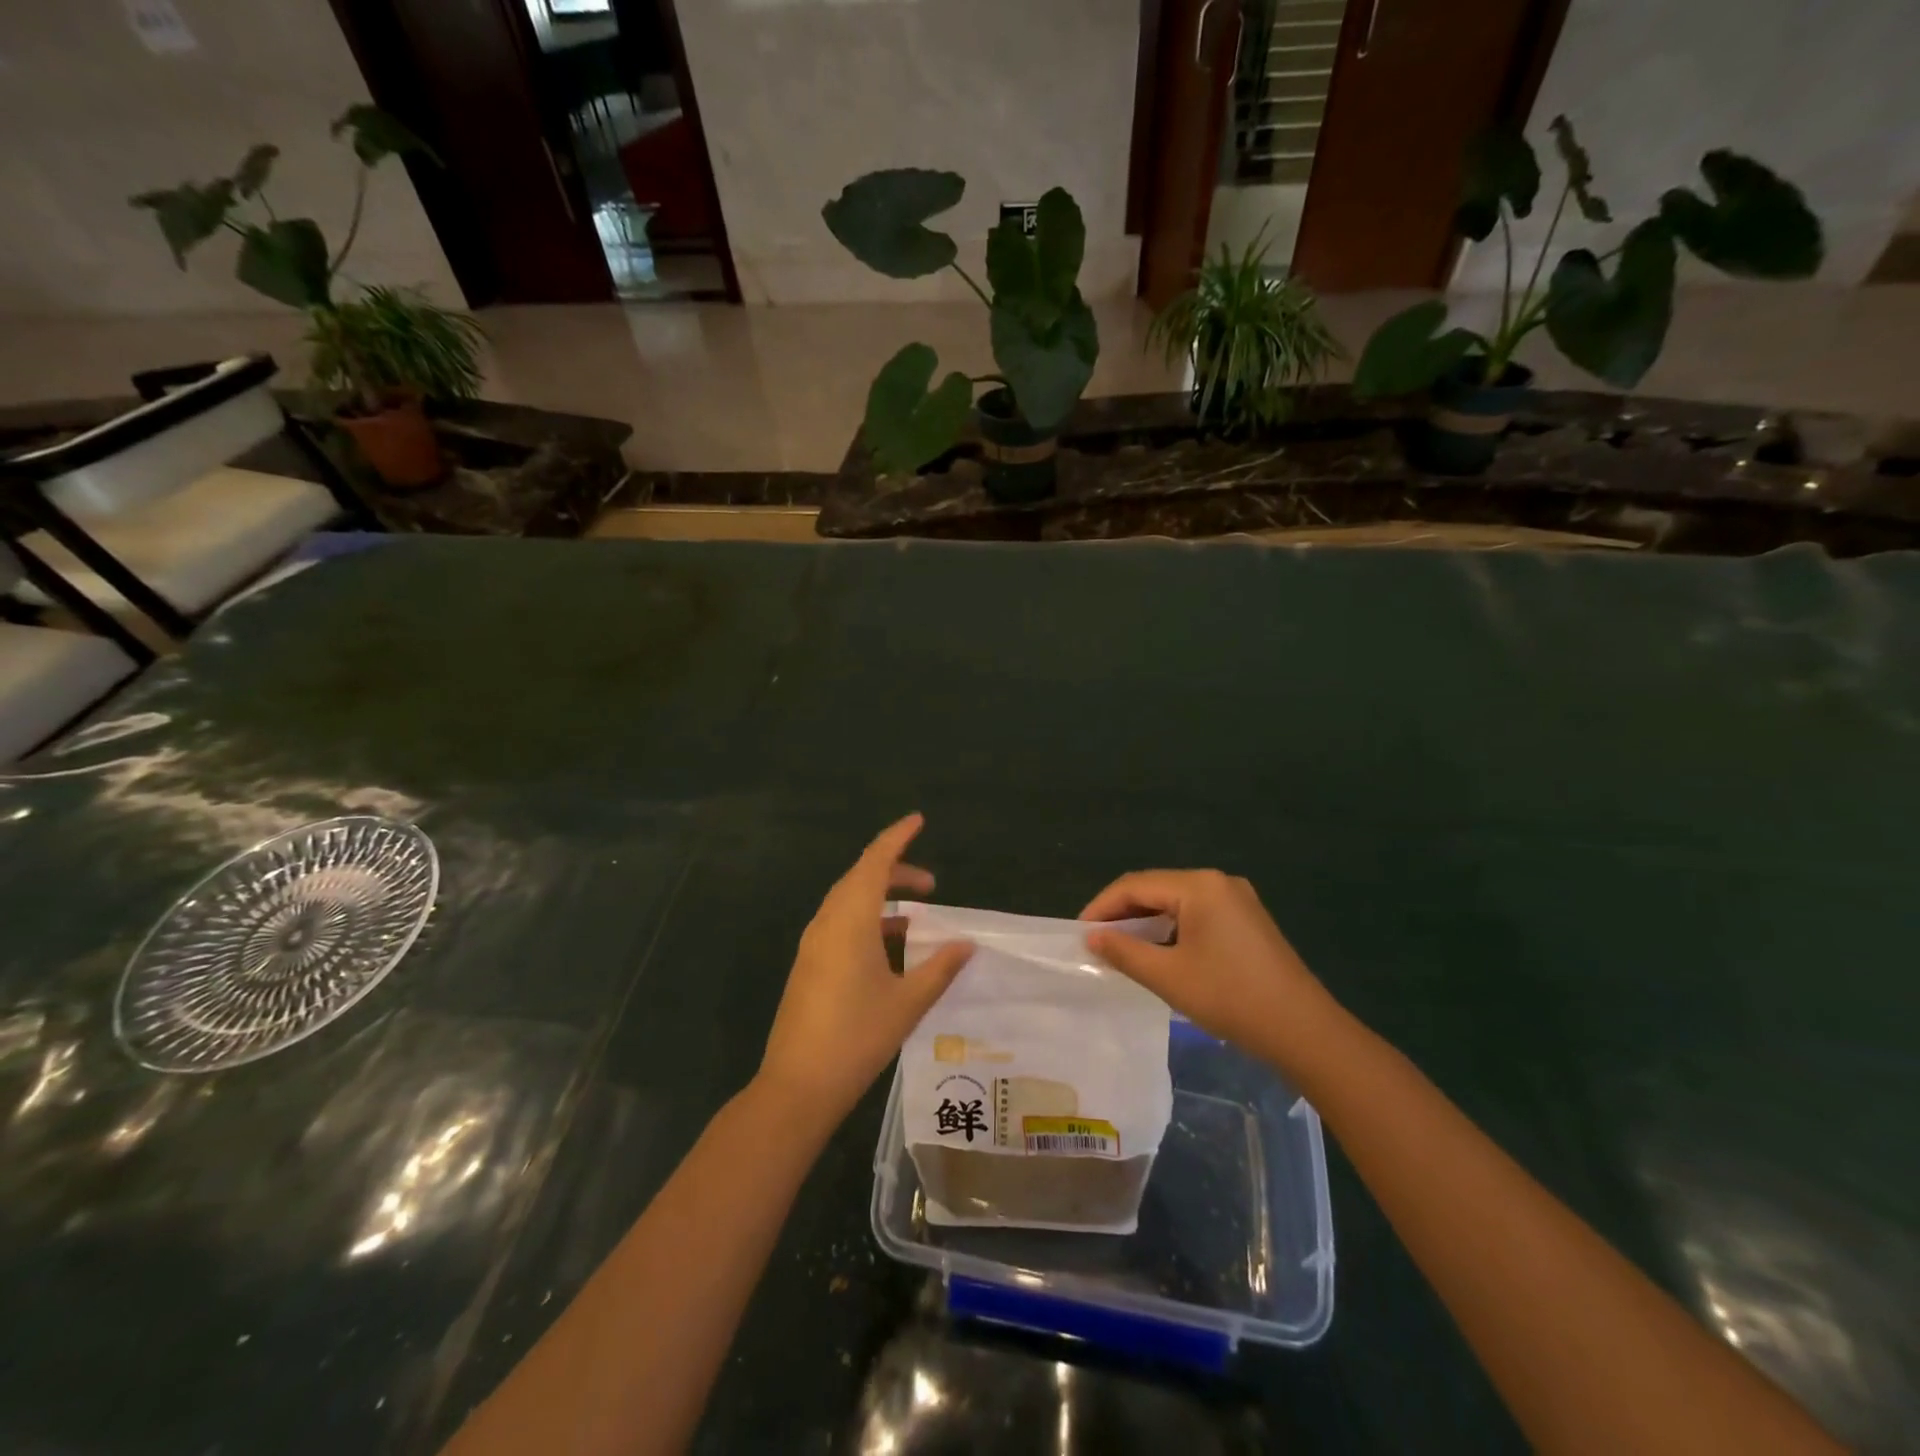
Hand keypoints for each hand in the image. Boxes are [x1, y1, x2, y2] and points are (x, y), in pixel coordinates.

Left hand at [756, 815, 974, 1129]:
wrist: (798, 1086)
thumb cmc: (857, 1037)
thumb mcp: (908, 1002)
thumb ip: (939, 968)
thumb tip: (966, 944)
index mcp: (850, 920)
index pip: (875, 861)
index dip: (897, 837)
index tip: (918, 820)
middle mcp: (827, 922)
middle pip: (860, 878)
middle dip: (895, 871)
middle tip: (931, 885)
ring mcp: (813, 944)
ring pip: (848, 901)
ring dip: (880, 898)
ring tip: (915, 916)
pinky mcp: (809, 964)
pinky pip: (840, 924)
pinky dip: (867, 920)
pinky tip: (889, 947)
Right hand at [1081, 870, 1340, 1072]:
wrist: (1304, 1031)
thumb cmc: (1230, 998)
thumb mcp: (1168, 976)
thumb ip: (1124, 952)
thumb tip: (1091, 938)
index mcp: (1199, 885)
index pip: (1135, 885)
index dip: (1102, 907)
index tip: (1079, 933)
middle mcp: (1218, 882)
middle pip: (1156, 888)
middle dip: (1123, 913)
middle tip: (1096, 942)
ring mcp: (1237, 899)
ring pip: (1176, 902)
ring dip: (1146, 921)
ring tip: (1120, 948)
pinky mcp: (1247, 920)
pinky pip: (1196, 913)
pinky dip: (1171, 928)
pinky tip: (1158, 951)